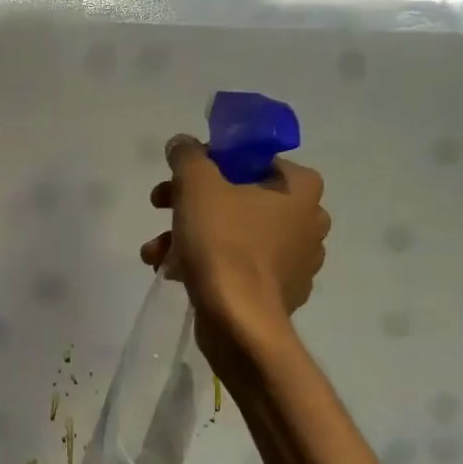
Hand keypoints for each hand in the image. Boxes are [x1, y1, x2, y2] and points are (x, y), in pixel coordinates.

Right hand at [139, 135, 330, 340]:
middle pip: (237, 198)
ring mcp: (295, 260)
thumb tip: (182, 143)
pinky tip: (174, 272)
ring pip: (232, 234)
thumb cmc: (223, 243)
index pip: (253, 160)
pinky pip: (236, 266)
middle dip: (189, 203)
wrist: (239, 320)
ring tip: (155, 252)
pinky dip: (205, 264)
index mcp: (301, 188)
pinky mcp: (277, 292)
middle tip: (158, 207)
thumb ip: (187, 156)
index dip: (211, 163)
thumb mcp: (196, 185)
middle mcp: (307, 221)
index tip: (180, 176)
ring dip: (187, 236)